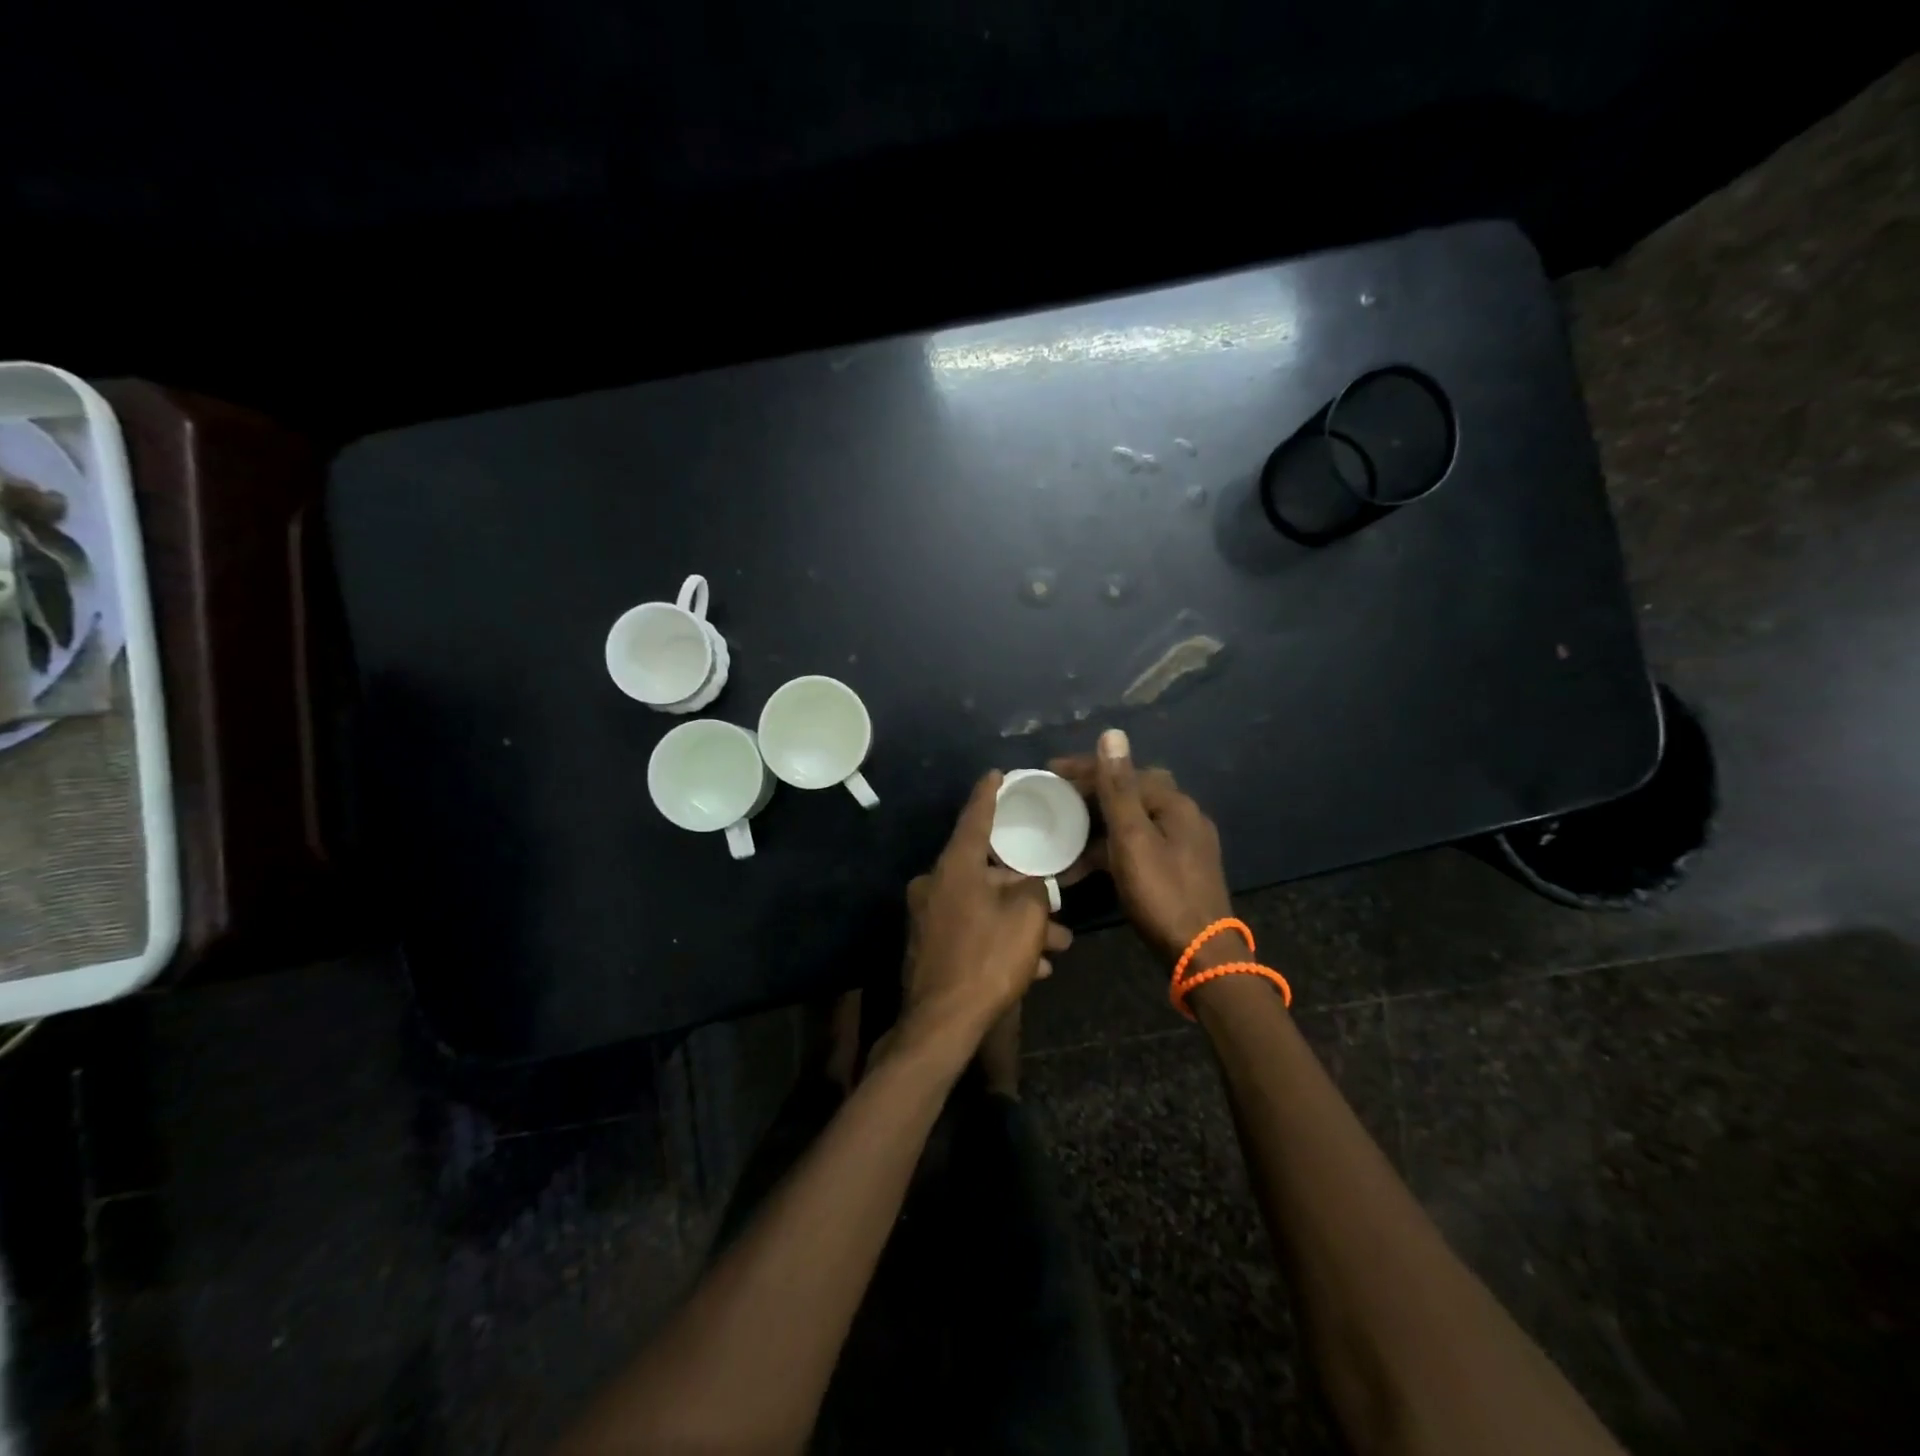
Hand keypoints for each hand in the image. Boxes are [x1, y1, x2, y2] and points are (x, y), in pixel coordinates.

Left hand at [900, 772, 1071, 1049]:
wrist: (942, 1024)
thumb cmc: (988, 958)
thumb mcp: (1026, 916)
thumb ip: (1032, 888)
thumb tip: (1028, 884)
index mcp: (955, 866)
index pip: (975, 817)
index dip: (988, 794)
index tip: (996, 773)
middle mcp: (935, 884)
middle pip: (986, 872)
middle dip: (1024, 887)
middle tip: (1053, 896)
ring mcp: (928, 917)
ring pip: (984, 907)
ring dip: (1019, 922)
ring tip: (1057, 944)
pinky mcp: (930, 946)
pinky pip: (973, 932)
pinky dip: (1000, 941)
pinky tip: (1035, 967)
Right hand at [1052, 729, 1233, 966]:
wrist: (1202, 955)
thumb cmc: (1162, 894)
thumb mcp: (1133, 839)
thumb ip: (1119, 788)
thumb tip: (1113, 734)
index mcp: (1174, 804)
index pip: (1125, 771)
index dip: (1086, 768)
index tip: (1049, 770)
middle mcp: (1183, 817)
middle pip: (1131, 792)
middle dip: (1092, 794)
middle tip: (1057, 800)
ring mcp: (1183, 845)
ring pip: (1133, 822)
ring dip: (1098, 825)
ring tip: (1063, 835)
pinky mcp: (1178, 869)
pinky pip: (1138, 846)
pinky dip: (1112, 849)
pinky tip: (1087, 866)